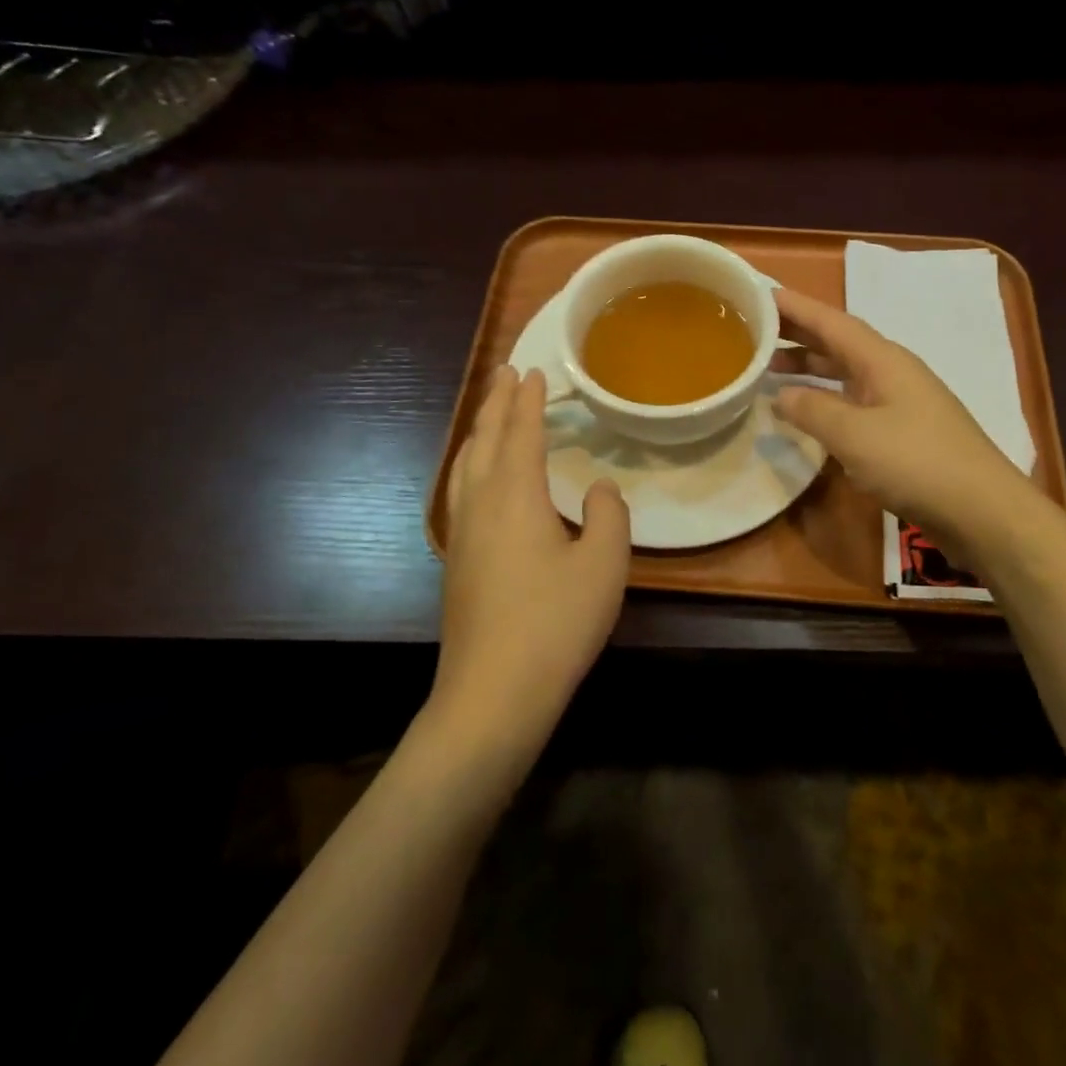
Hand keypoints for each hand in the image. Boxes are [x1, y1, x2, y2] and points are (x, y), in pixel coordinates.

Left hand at [435, 366, 631, 758]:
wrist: (492, 695)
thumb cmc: (555, 623)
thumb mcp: (604, 566)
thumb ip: (609, 517)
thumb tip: (600, 490)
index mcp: (515, 495)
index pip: (521, 432)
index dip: (528, 400)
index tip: (531, 370)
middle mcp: (481, 504)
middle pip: (484, 439)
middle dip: (497, 403)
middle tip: (506, 373)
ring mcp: (462, 535)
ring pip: (464, 465)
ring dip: (478, 431)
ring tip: (488, 414)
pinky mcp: (456, 562)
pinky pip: (460, 491)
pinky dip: (469, 465)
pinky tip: (476, 480)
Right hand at [773, 286, 1034, 565]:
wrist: (982, 511)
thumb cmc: (916, 463)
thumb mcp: (853, 435)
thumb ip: (812, 410)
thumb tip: (780, 395)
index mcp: (882, 360)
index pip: (831, 322)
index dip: (796, 307)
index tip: (760, 295)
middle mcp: (892, 372)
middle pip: (838, 343)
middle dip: (798, 334)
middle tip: (754, 331)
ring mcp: (900, 402)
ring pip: (845, 373)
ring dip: (810, 368)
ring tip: (771, 369)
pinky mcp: (903, 432)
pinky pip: (853, 401)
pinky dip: (825, 399)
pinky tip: (809, 411)